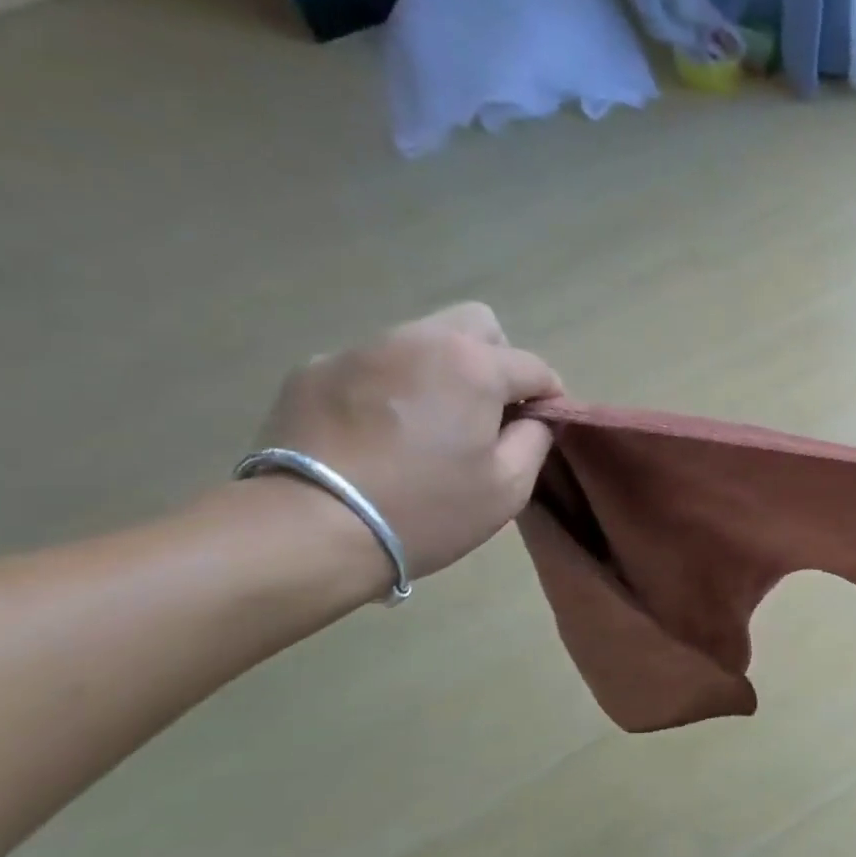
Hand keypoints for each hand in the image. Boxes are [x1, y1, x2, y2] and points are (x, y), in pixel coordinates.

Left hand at [248, 303, 561, 588]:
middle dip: (497, 360)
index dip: (549, 395)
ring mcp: (360, 350)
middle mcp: (420, 340)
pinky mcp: (314, 370)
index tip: (542, 425)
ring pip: (421, 340)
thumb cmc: (424, 511)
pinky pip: (371, 365)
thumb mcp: (507, 489)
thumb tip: (533, 418)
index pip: (534, 366)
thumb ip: (535, 440)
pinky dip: (388, 386)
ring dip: (440, 370)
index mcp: (473, 366)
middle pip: (478, 326)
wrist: (306, 530)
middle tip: (487, 410)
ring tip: (426, 423)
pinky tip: (375, 432)